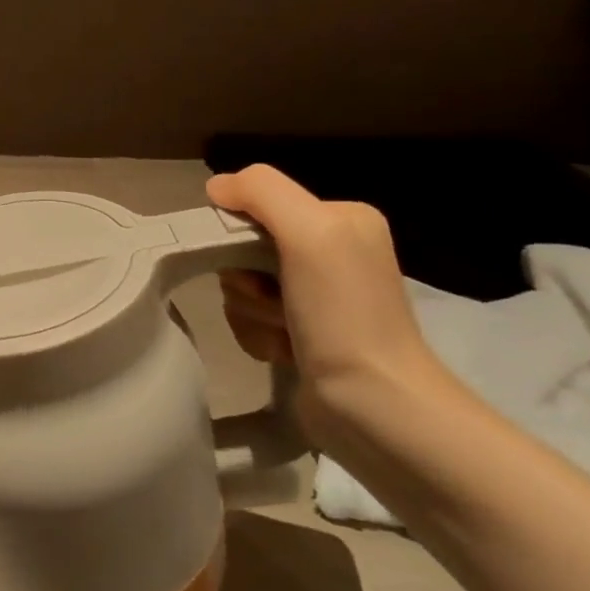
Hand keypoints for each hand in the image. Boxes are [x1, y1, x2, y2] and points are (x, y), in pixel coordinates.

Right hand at [208, 165, 451, 444]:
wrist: (373, 404)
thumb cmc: (343, 314)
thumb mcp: (310, 233)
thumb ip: (262, 192)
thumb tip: (216, 186)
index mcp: (340, 219)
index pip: (256, 205)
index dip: (238, 234)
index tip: (255, 266)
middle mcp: (330, 251)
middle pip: (243, 248)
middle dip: (244, 280)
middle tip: (273, 303)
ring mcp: (316, 295)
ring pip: (241, 286)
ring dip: (250, 312)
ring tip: (283, 334)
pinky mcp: (301, 332)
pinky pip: (249, 318)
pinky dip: (256, 335)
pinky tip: (283, 351)